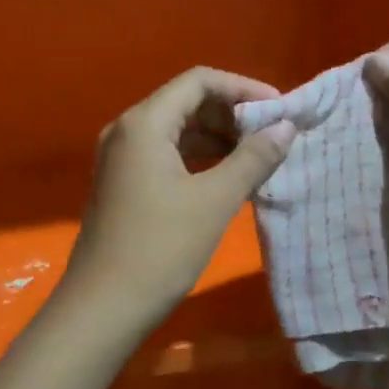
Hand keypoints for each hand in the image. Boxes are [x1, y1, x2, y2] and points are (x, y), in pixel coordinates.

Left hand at [57, 68, 296, 335]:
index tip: (280, 110)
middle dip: (232, 113)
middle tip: (273, 135)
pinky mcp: (123, 182)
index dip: (243, 88)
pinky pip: (166, 154)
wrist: (103, 308)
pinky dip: (199, 158)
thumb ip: (253, 158)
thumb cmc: (160, 248)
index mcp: (144, 123)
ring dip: (218, 138)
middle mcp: (127, 130)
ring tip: (258, 157)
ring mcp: (121, 157)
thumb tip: (286, 127)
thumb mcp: (214, 201)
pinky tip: (228, 177)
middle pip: (187, 101)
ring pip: (177, 130)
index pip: (199, 81)